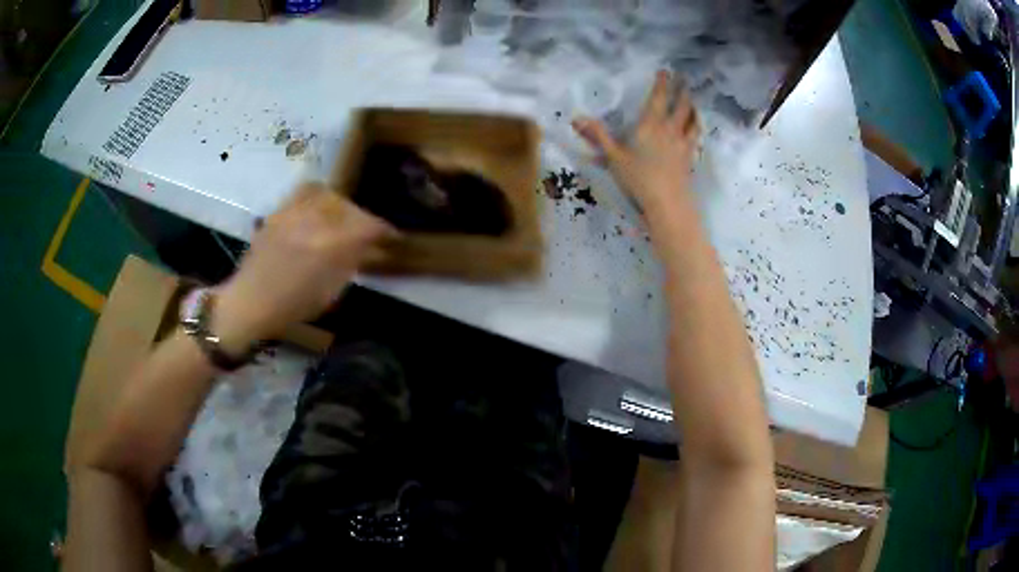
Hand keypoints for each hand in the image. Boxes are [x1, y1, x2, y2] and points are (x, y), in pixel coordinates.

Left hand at [213, 182, 393, 351]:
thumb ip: (351, 264)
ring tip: (343, 218)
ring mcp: (295, 212)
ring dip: (343, 206)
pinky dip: (319, 195)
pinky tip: (319, 208)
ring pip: (330, 195)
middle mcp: (316, 221)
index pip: (369, 227)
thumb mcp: (330, 292)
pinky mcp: (280, 210)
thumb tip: (369, 248)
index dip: (385, 231)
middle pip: (351, 208)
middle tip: (366, 234)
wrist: (249, 301)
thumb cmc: (292, 306)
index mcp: (331, 246)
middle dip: (363, 220)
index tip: (391, 238)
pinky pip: (306, 191)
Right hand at [572, 70, 699, 210]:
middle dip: (682, 90)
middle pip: (680, 105)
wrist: (667, 203)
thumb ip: (598, 136)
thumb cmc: (638, 178)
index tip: (666, 71)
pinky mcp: (689, 157)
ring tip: (693, 100)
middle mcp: (670, 130)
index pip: (658, 98)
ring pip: (692, 119)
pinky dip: (696, 127)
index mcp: (650, 125)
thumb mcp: (613, 157)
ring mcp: (683, 143)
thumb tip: (576, 118)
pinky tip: (696, 127)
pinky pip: (695, 136)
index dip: (662, 83)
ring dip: (693, 107)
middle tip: (684, 79)